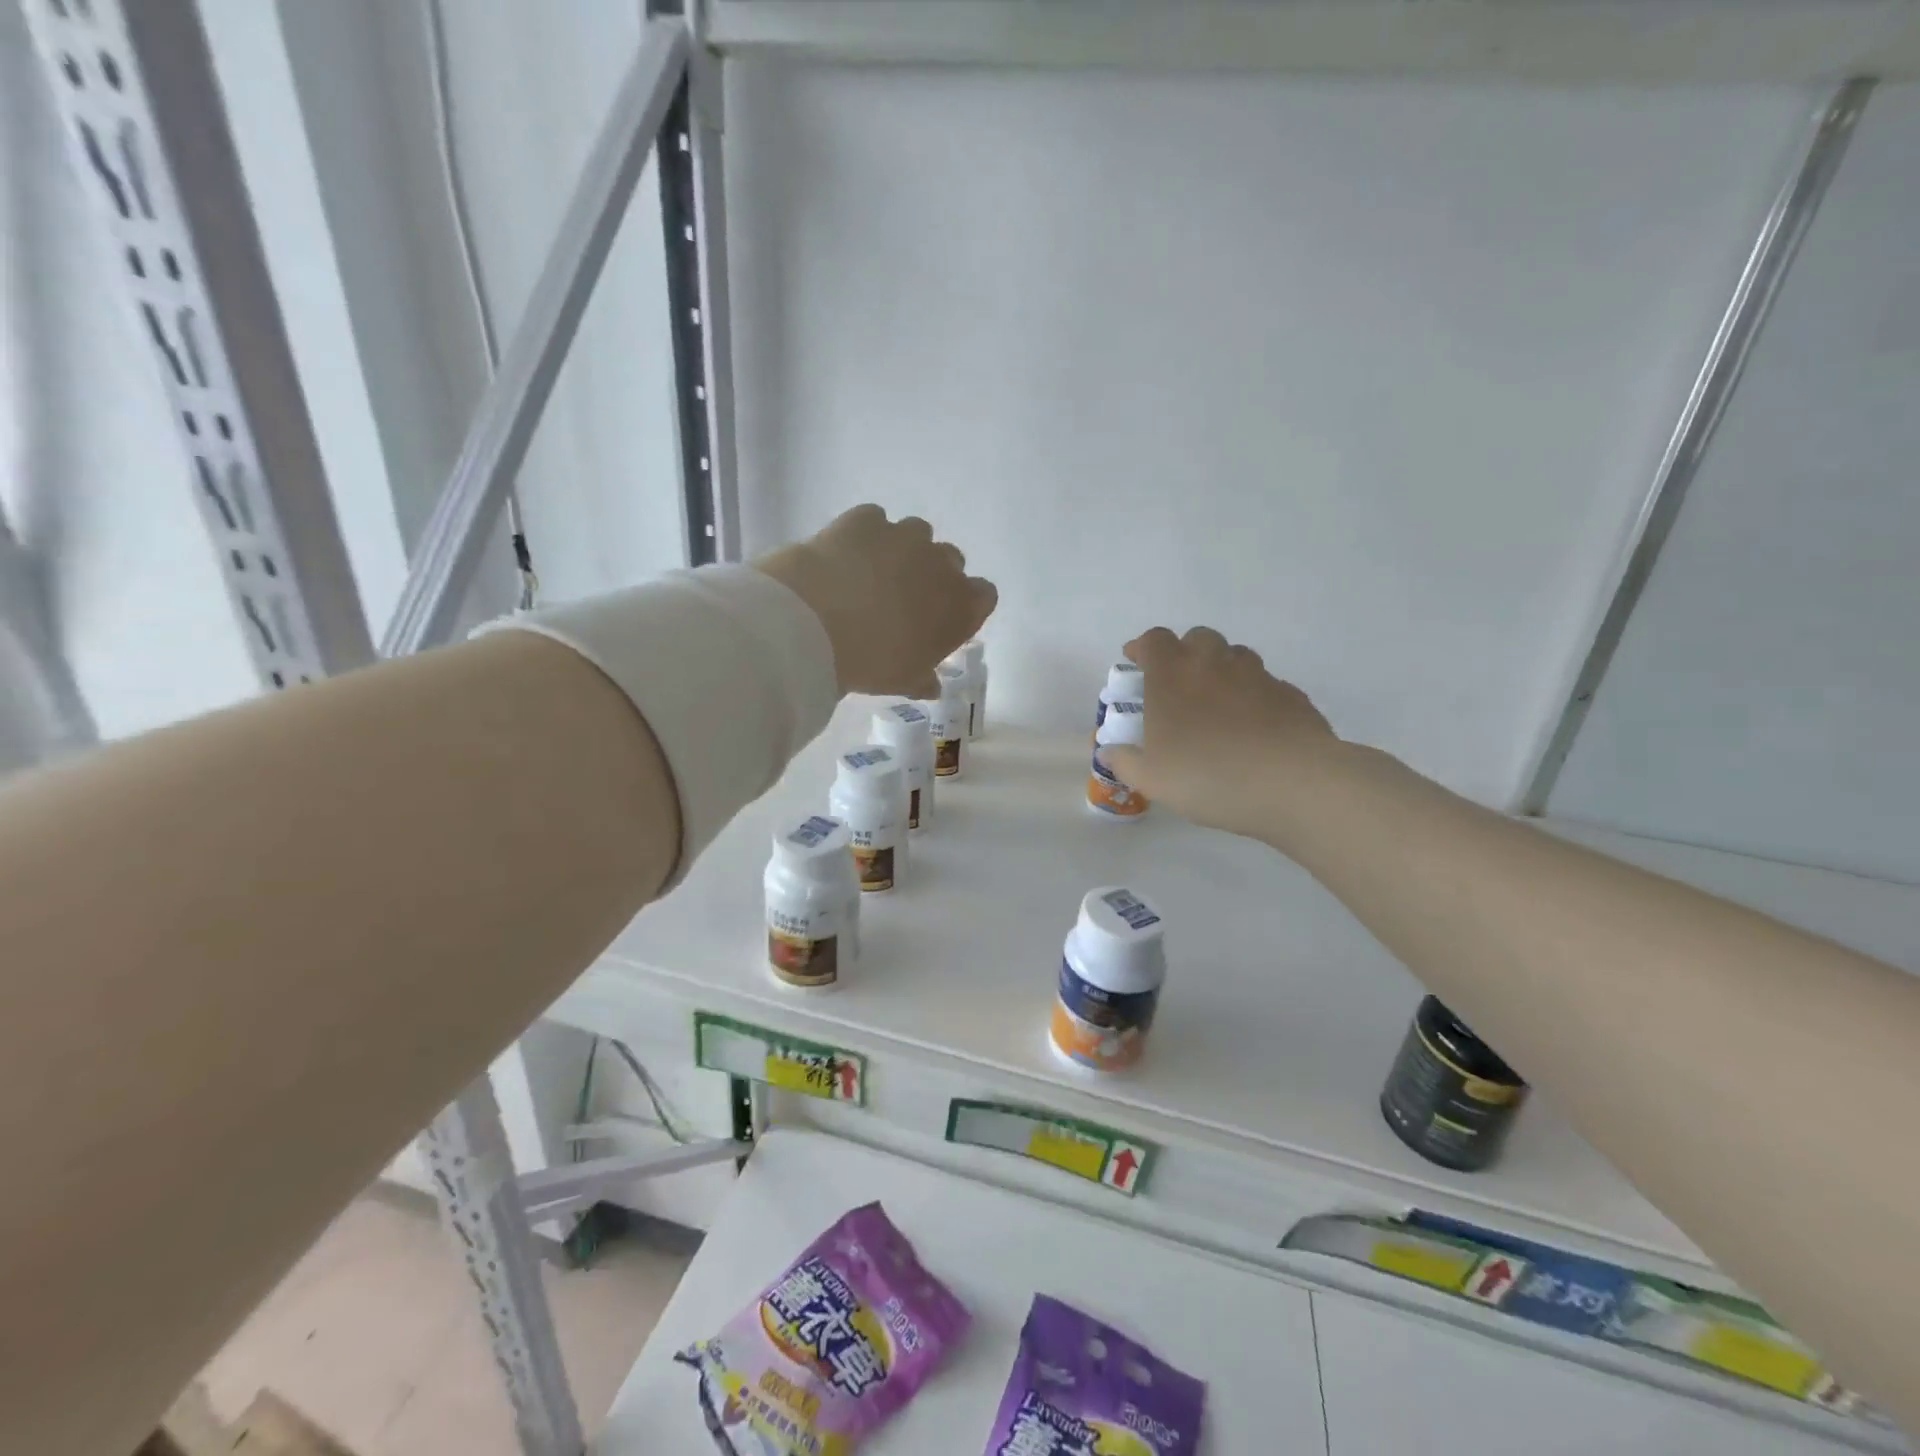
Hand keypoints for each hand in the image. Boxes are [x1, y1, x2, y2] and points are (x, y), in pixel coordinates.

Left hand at [755, 505, 996, 696]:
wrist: (815, 623)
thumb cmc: (872, 662)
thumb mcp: (902, 681)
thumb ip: (923, 678)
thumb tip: (931, 685)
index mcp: (962, 606)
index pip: (984, 596)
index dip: (964, 606)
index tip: (942, 621)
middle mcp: (942, 564)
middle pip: (952, 561)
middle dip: (934, 575)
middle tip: (905, 599)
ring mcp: (905, 536)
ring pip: (918, 533)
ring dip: (904, 550)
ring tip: (874, 573)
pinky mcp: (866, 519)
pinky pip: (875, 520)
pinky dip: (866, 535)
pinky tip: (847, 555)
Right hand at [1099, 627, 1343, 844]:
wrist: (1293, 783)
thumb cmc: (1207, 775)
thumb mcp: (1151, 779)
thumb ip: (1125, 762)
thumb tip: (1110, 752)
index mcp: (1172, 675)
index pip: (1154, 640)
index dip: (1143, 648)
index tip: (1136, 664)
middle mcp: (1214, 663)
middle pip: (1197, 638)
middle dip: (1184, 653)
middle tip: (1177, 685)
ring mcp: (1257, 675)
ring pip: (1235, 656)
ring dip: (1221, 670)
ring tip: (1216, 706)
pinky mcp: (1291, 695)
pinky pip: (1265, 685)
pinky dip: (1254, 697)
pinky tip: (1253, 728)